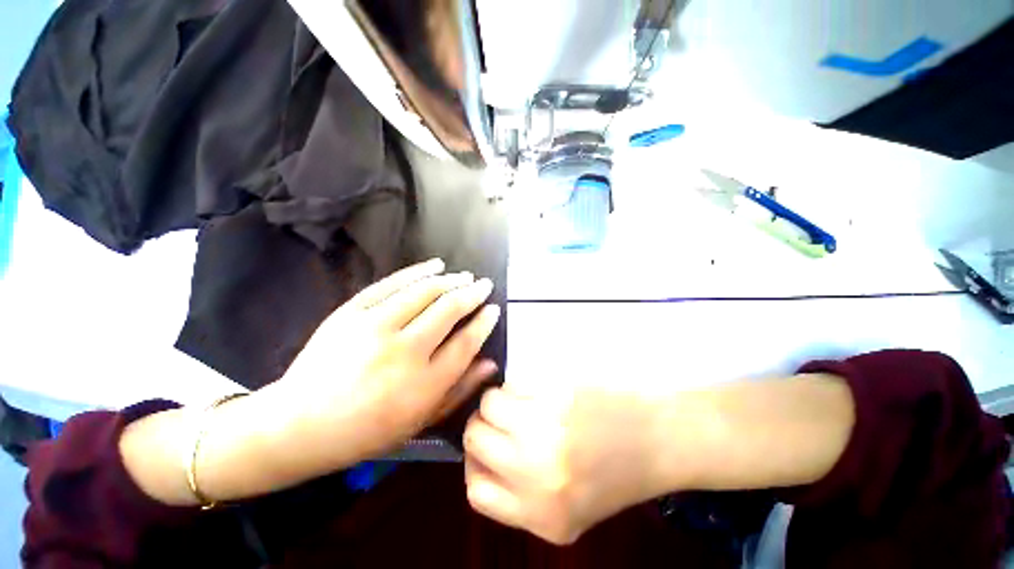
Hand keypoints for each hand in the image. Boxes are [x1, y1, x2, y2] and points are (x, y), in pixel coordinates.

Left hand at [260, 258, 501, 477]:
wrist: (298, 426)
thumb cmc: (366, 432)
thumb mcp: (420, 422)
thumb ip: (459, 390)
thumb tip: (490, 363)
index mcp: (423, 384)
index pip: (466, 342)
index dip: (484, 322)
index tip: (494, 309)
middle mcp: (403, 351)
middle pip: (449, 310)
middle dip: (472, 293)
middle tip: (484, 284)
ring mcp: (374, 328)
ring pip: (424, 292)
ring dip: (450, 280)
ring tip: (465, 276)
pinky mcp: (350, 313)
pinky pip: (390, 284)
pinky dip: (416, 271)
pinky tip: (435, 265)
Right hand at [463, 382, 677, 544]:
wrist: (660, 437)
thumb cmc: (617, 472)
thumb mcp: (571, 510)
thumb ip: (523, 496)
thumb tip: (483, 461)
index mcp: (541, 516)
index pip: (476, 491)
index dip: (475, 465)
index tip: (487, 450)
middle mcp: (536, 474)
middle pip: (475, 438)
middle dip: (483, 425)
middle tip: (503, 419)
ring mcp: (545, 428)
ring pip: (488, 404)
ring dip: (499, 401)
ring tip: (523, 402)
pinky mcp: (554, 393)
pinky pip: (514, 384)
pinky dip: (519, 386)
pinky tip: (540, 392)